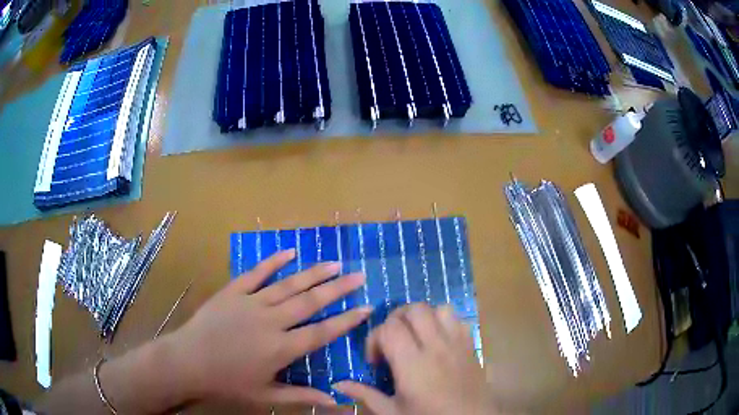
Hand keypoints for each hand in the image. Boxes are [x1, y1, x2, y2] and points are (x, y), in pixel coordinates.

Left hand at [163, 249, 371, 407]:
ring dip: (313, 274)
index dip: (346, 321)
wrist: (188, 361)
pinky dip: (273, 262)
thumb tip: (335, 400)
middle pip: (310, 303)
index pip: (322, 333)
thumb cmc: (227, 382)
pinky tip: (289, 252)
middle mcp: (271, 321)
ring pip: (288, 285)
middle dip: (338, 289)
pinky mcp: (233, 291)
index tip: (367, 308)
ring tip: (334, 263)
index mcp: (280, 349)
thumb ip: (301, 396)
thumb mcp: (265, 395)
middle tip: (359, 276)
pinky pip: (256, 273)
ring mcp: (251, 303)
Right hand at [334, 303, 495, 414]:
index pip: (389, 328)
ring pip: (438, 309)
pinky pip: (458, 319)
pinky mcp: (470, 345)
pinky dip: (444, 321)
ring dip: (422, 317)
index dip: (375, 338)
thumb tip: (338, 383)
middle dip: (396, 320)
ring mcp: (457, 343)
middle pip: (414, 310)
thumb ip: (365, 395)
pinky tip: (437, 340)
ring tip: (414, 337)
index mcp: (412, 364)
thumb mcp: (392, 412)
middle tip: (391, 342)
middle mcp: (436, 347)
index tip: (375, 360)